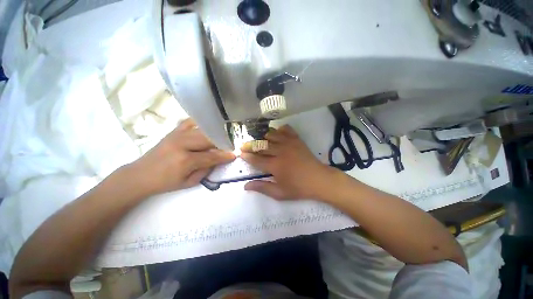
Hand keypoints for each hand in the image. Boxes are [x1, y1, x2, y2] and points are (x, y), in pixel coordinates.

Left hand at [129, 119, 234, 194]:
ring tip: (223, 137)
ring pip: (202, 130)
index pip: (211, 156)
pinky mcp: (173, 131)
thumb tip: (219, 159)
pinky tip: (208, 126)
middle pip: (208, 139)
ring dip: (215, 134)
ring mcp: (177, 135)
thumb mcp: (189, 182)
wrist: (140, 174)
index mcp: (185, 161)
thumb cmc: (166, 182)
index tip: (234, 154)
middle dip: (222, 142)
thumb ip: (206, 170)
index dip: (224, 156)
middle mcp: (182, 144)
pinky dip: (201, 123)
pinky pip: (190, 122)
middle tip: (230, 145)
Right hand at [241, 125, 336, 200]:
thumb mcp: (280, 193)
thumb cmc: (299, 188)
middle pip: (261, 145)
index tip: (240, 153)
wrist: (319, 180)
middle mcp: (280, 152)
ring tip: (260, 140)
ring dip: (263, 136)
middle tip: (245, 145)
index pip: (256, 159)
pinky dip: (279, 130)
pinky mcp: (297, 140)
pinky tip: (277, 134)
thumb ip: (262, 188)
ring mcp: (289, 143)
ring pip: (271, 134)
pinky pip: (286, 129)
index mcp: (275, 166)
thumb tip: (245, 186)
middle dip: (250, 145)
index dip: (246, 156)